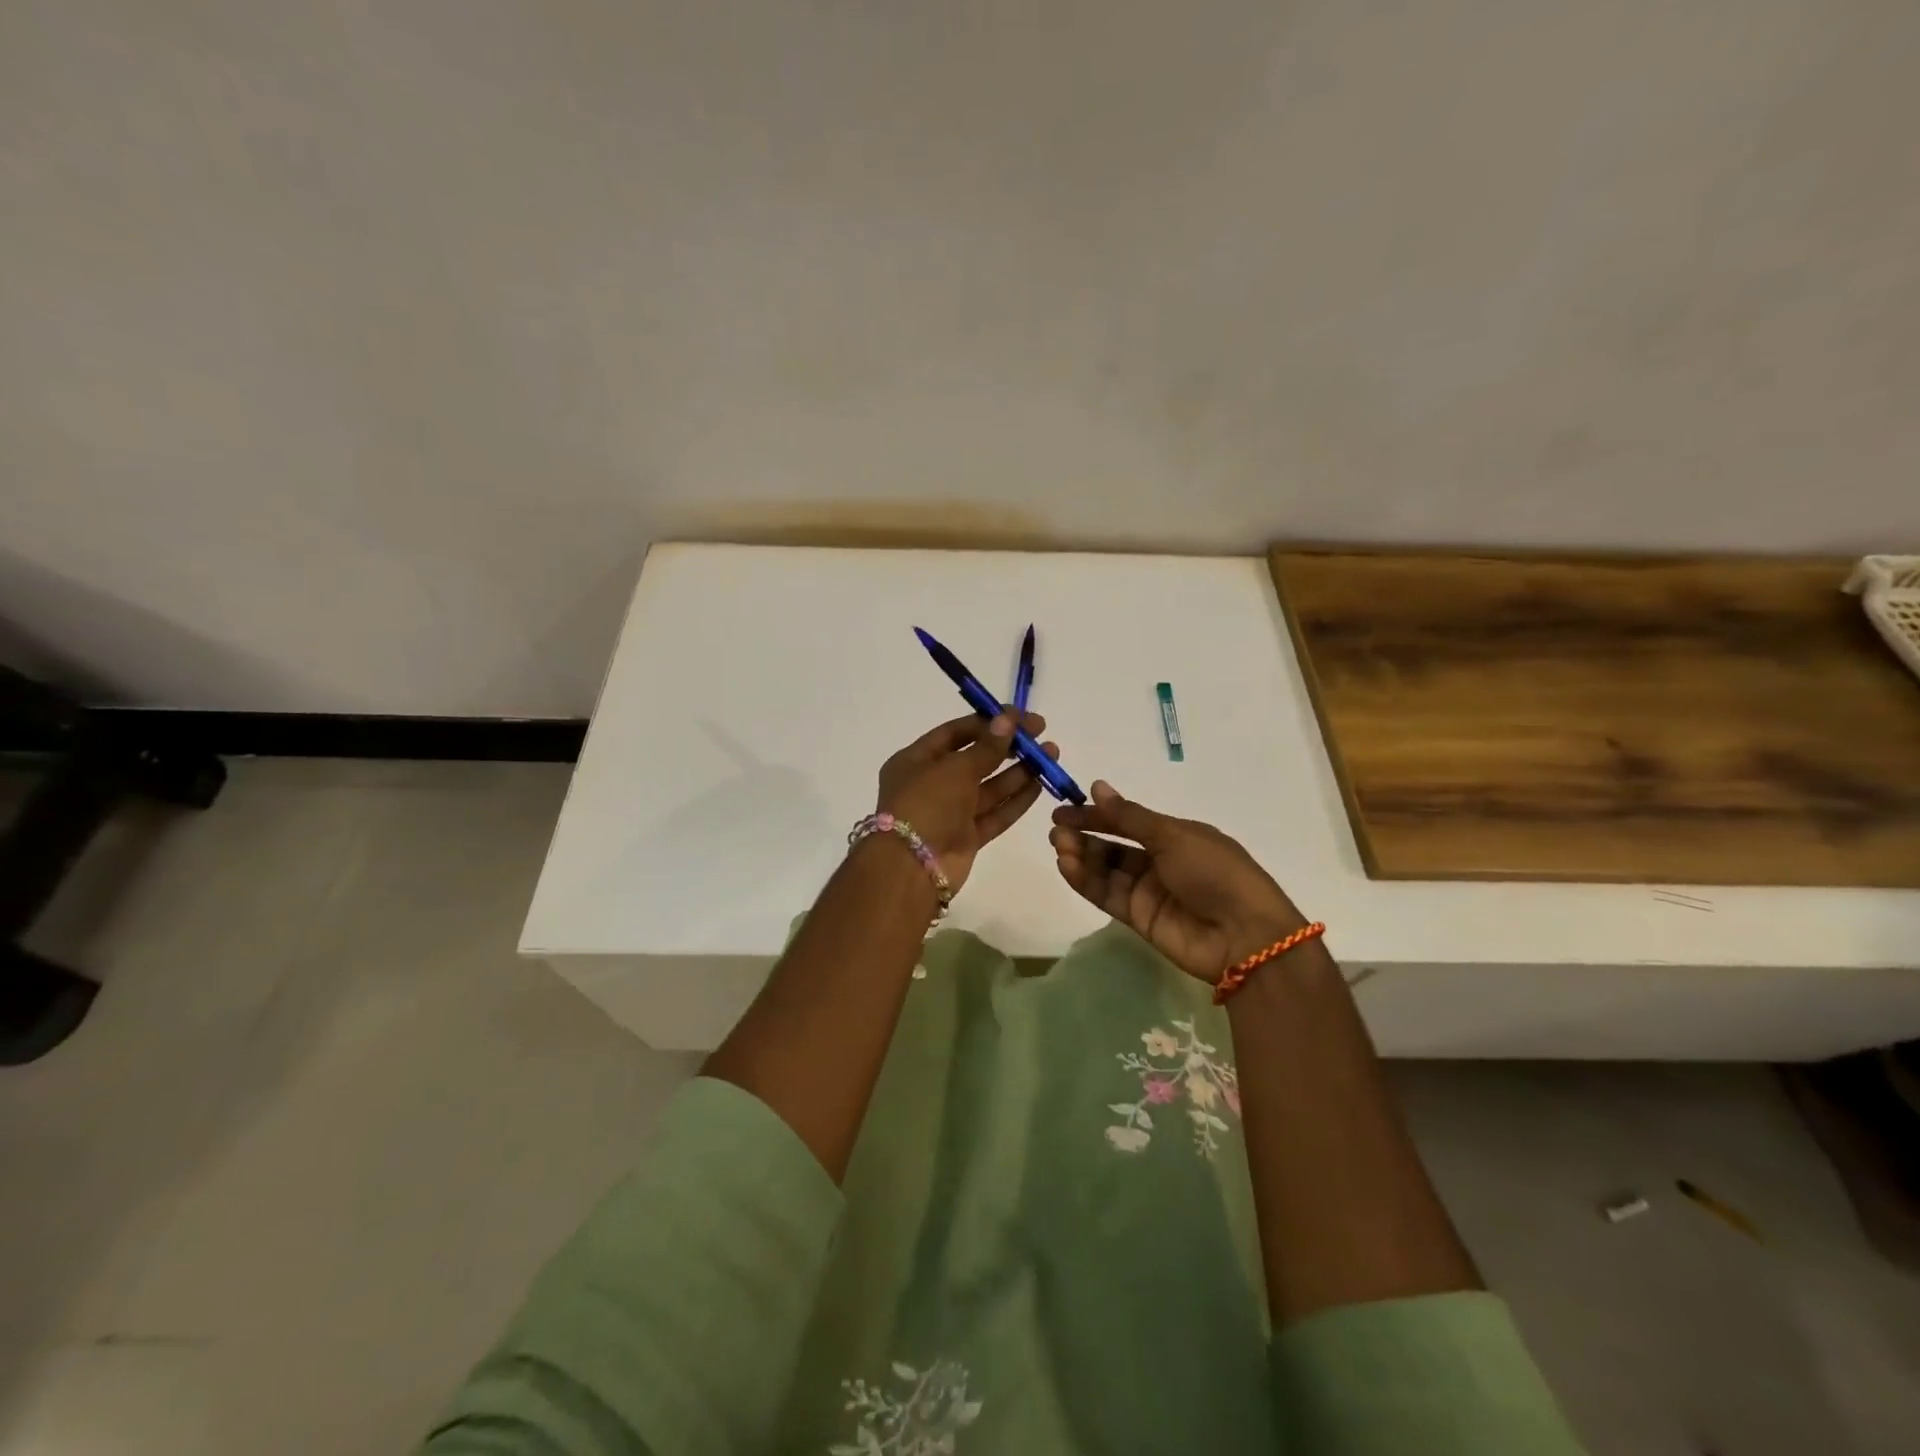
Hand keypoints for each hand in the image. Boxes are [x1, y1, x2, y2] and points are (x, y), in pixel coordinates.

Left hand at [875, 711, 1057, 892]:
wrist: (910, 868)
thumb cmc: (926, 805)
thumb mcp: (955, 769)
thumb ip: (986, 747)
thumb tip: (1008, 720)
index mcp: (916, 760)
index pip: (955, 733)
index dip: (988, 722)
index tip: (1021, 716)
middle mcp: (932, 783)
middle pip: (975, 758)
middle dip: (1008, 747)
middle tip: (1042, 735)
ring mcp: (950, 812)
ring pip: (989, 787)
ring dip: (1019, 771)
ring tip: (1050, 755)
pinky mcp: (966, 837)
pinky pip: (994, 813)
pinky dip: (1016, 800)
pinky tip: (1040, 785)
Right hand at [1050, 781, 1306, 983]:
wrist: (1243, 935)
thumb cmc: (1215, 872)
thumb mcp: (1173, 836)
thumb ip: (1129, 816)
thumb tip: (1096, 786)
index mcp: (1175, 835)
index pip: (1127, 821)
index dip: (1096, 815)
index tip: (1064, 810)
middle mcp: (1160, 861)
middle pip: (1113, 845)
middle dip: (1085, 835)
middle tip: (1056, 830)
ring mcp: (1148, 891)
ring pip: (1106, 870)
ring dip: (1081, 856)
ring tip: (1059, 846)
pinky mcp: (1138, 918)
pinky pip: (1106, 895)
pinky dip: (1085, 880)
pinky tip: (1066, 866)